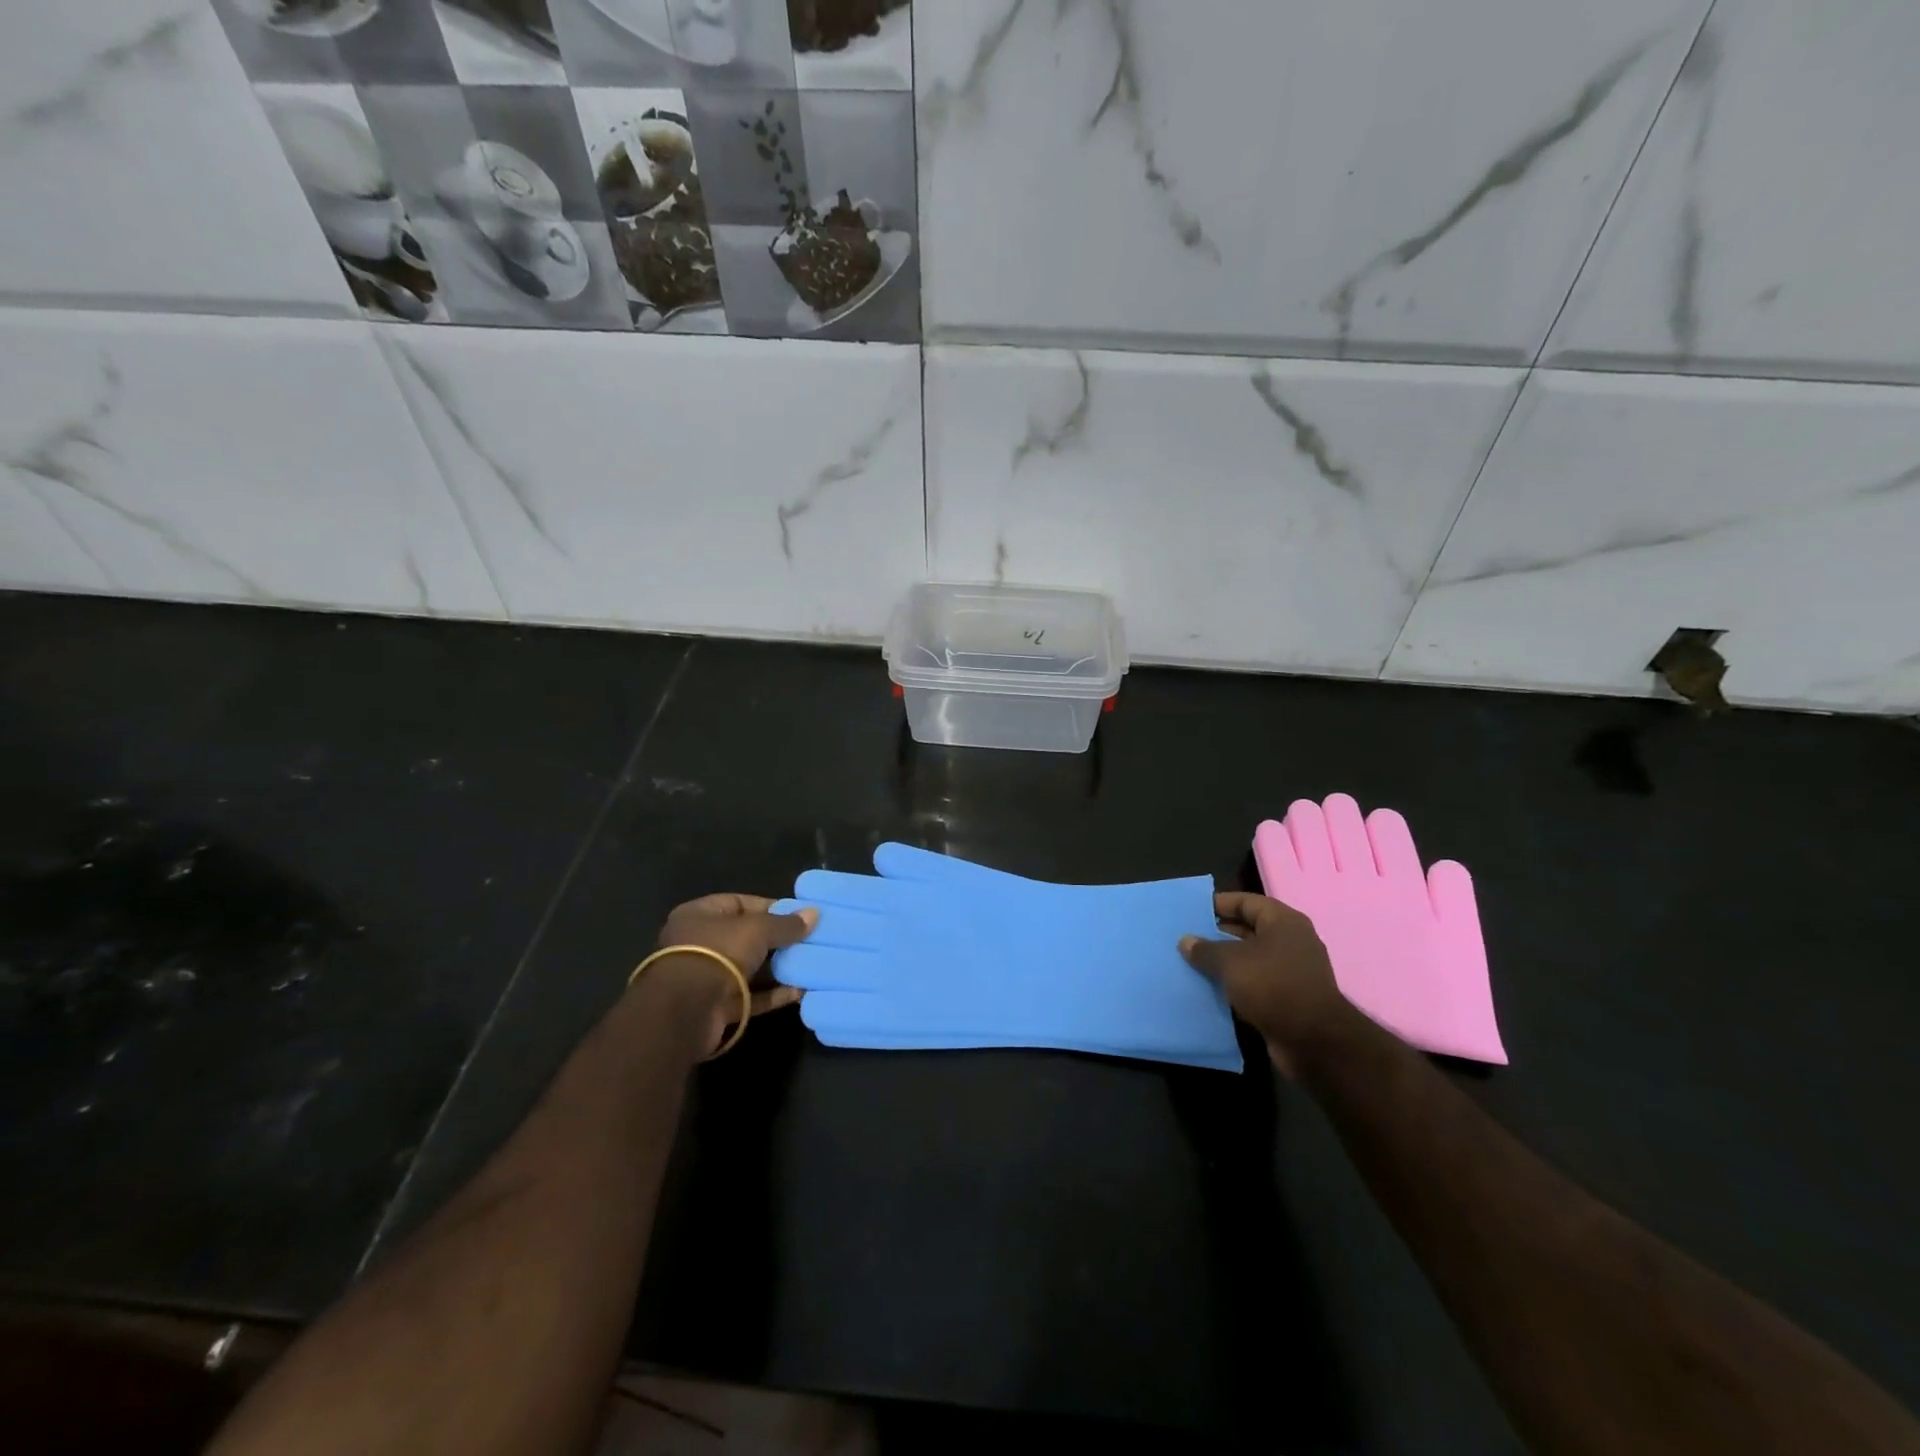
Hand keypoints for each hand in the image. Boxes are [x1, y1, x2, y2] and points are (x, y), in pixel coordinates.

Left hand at [648, 893, 816, 1053]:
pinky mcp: (715, 1008)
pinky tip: (800, 992)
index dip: (770, 907)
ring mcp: (705, 978)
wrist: (684, 1012)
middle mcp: (698, 944)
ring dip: (777, 969)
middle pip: (745, 937)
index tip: (799, 914)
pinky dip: (772, 995)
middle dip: (777, 940)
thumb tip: (814, 913)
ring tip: (810, 965)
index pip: (739, 903)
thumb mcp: (757, 930)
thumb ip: (786, 924)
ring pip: (748, 969)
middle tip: (809, 940)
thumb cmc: (717, 953)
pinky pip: (749, 997)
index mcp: (698, 916)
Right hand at [1180, 891, 1352, 1076]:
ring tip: (1193, 963)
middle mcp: (1291, 941)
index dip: (1218, 904)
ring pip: (1251, 958)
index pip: (1245, 901)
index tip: (1191, 912)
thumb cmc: (1273, 986)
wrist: (1314, 1041)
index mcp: (1283, 922)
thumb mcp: (1231, 962)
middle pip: (1248, 929)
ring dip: (1225, 962)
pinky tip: (1212, 989)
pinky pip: (1257, 982)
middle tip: (1187, 939)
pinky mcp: (1290, 998)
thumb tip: (1186, 941)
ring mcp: (1292, 971)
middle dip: (1218, 935)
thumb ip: (1205, 949)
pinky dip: (1237, 984)